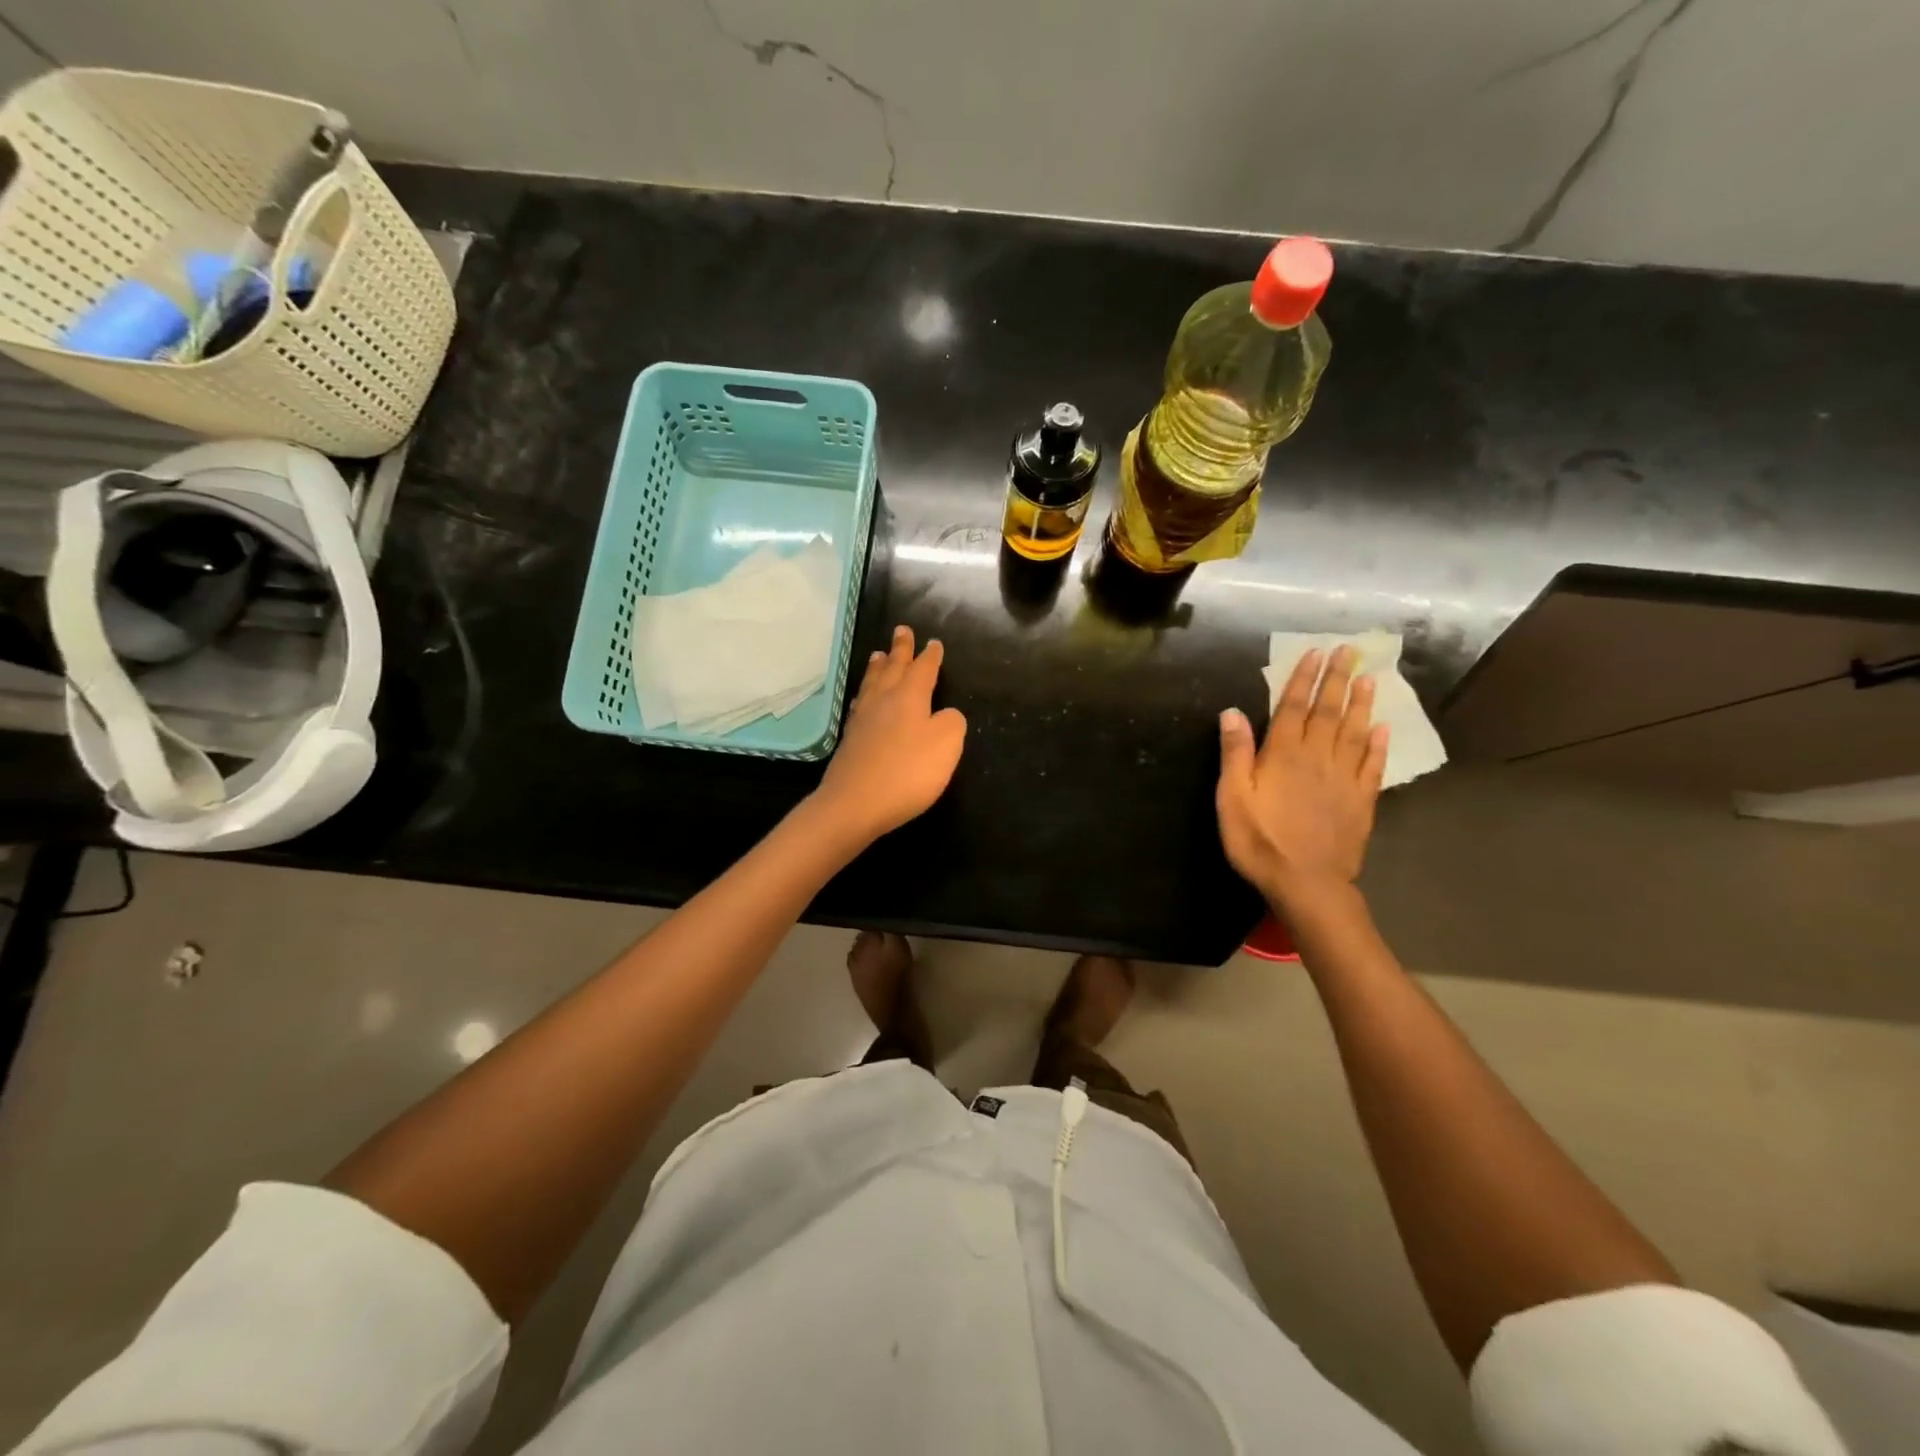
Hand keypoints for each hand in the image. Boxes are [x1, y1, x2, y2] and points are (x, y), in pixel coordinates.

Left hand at [812, 625, 967, 844]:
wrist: (854, 804)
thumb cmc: (907, 772)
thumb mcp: (946, 745)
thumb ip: (952, 722)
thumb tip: (945, 714)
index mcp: (909, 697)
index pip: (923, 669)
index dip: (931, 656)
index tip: (934, 643)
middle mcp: (883, 700)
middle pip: (893, 668)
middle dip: (900, 649)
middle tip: (901, 630)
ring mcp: (862, 719)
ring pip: (872, 683)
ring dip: (878, 667)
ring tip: (878, 655)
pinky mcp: (850, 740)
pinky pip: (860, 703)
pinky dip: (865, 692)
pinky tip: (863, 697)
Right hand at [1216, 645, 1388, 911]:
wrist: (1307, 883)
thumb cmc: (1260, 841)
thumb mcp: (1232, 799)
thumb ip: (1235, 754)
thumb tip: (1232, 711)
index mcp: (1283, 755)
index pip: (1293, 707)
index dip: (1303, 679)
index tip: (1315, 653)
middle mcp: (1317, 758)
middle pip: (1328, 711)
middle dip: (1337, 679)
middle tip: (1349, 650)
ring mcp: (1344, 779)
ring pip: (1354, 732)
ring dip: (1361, 703)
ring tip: (1369, 678)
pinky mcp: (1362, 801)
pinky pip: (1373, 765)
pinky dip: (1378, 745)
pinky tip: (1383, 729)